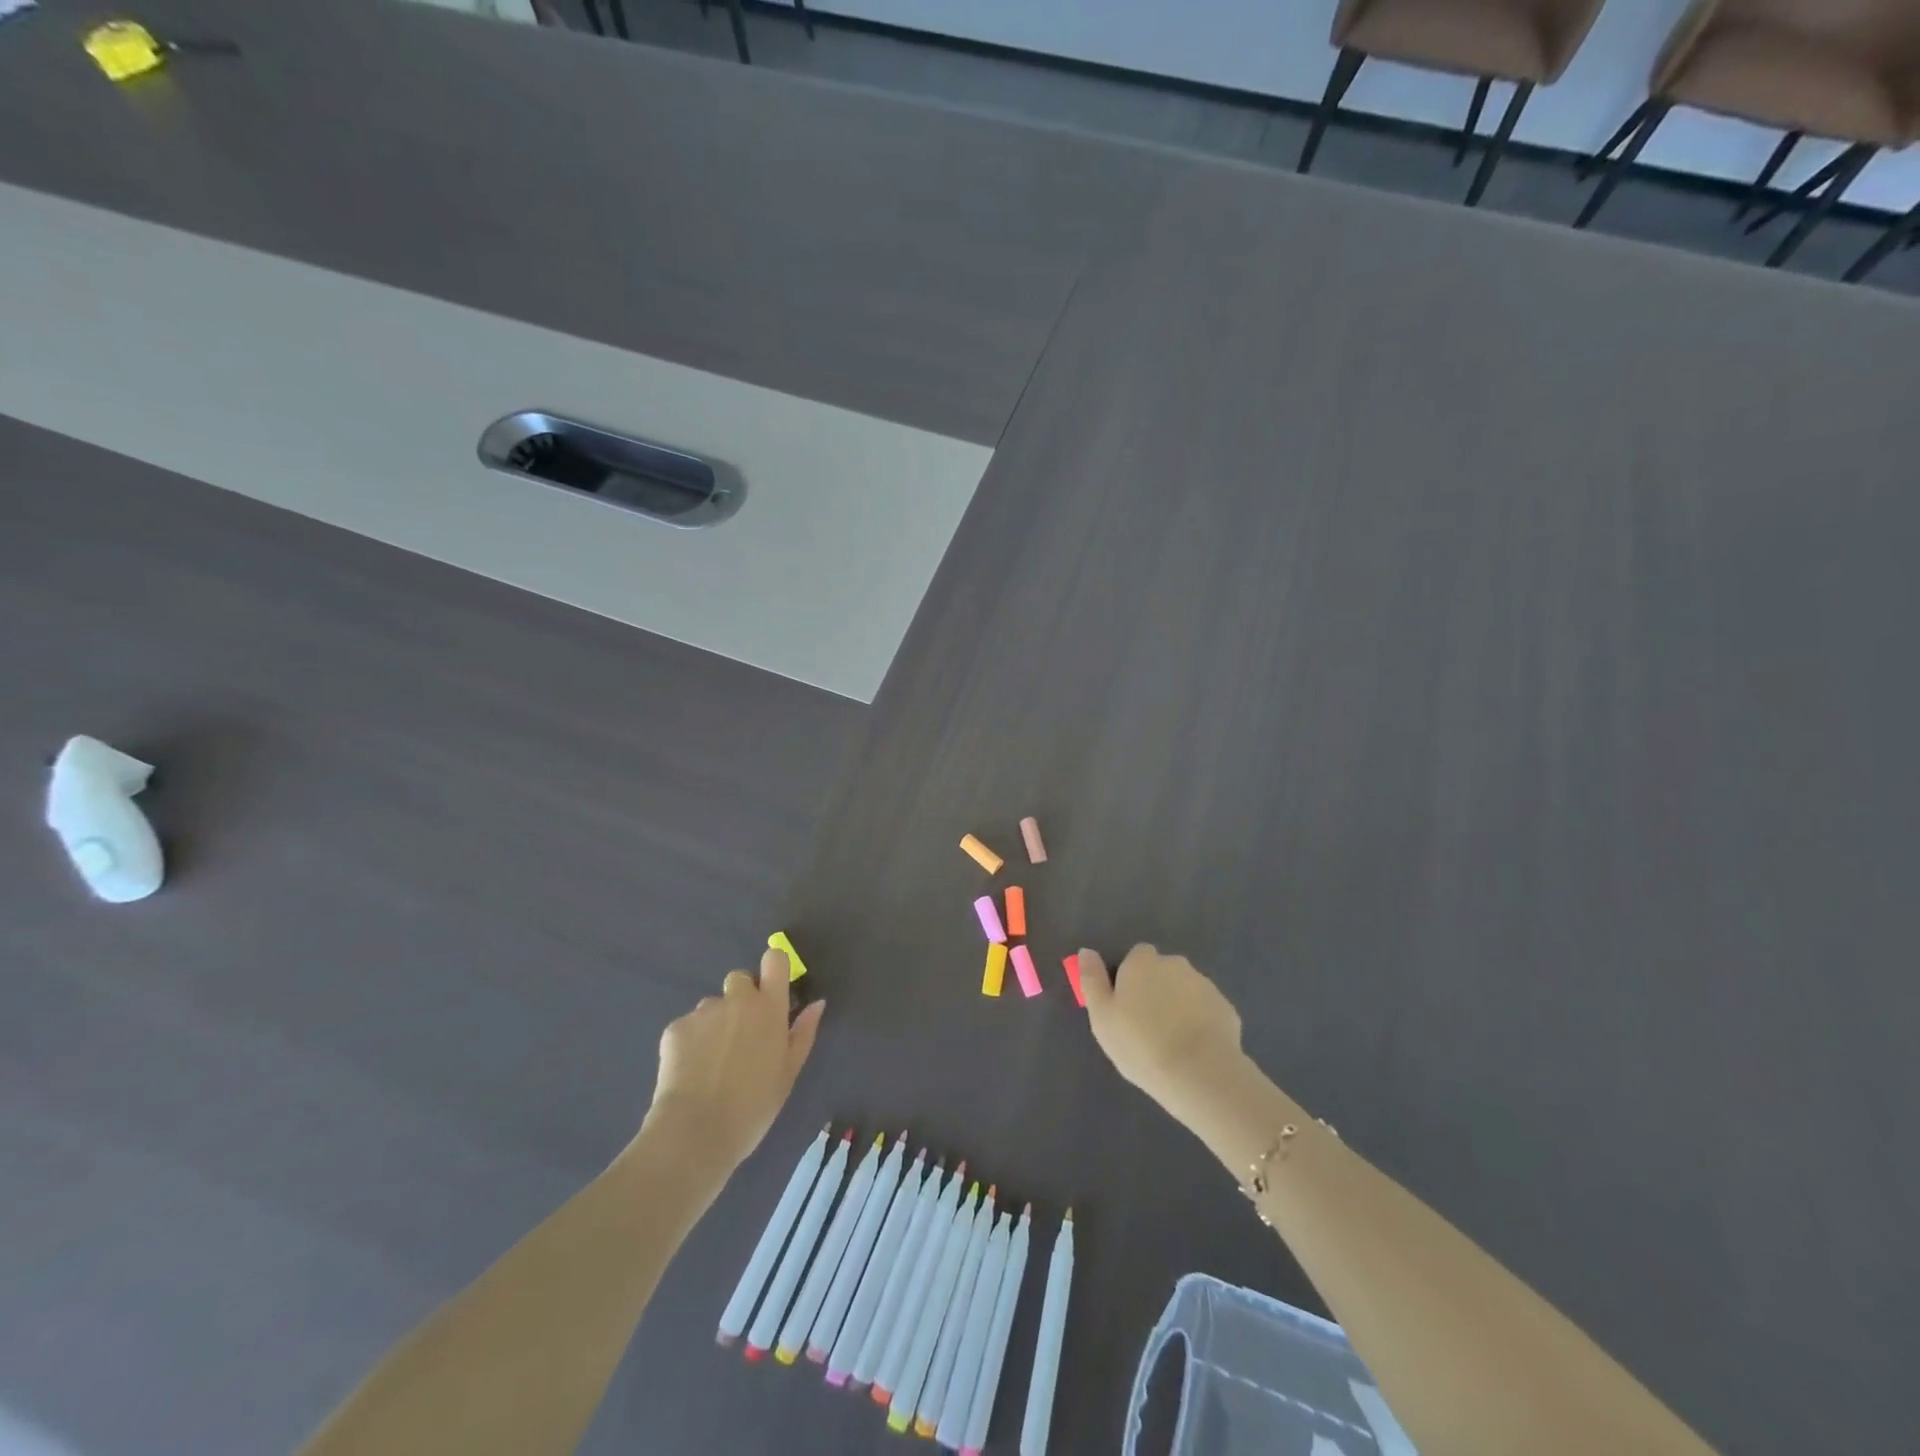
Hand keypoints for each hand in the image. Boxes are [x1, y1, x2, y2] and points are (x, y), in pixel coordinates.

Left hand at [647, 949, 824, 1170]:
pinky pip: (688, 1026)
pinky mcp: (675, 1028)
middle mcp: (737, 1001)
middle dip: (741, 998)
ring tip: (711, 1062)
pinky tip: (691, 1072)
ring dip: (715, 1022)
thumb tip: (816, 1003)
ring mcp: (704, 1012)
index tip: (772, 988)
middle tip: (740, 1035)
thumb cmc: (753, 1107)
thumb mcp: (788, 1073)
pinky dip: (691, 1042)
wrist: (696, 1132)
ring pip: (712, 1005)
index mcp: (769, 1008)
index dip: (774, 967)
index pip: (774, 960)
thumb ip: (803, 1033)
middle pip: (740, 978)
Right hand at [1078, 944, 1247, 1120]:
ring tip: (1171, 1041)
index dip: (1131, 977)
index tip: (1126, 1005)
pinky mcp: (1226, 1009)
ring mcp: (1204, 985)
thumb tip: (1086, 951)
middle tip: (1147, 1025)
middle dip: (1157, 989)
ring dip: (1179, 1005)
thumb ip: (1091, 980)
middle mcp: (1175, 964)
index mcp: (1142, 963)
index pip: (1136, 956)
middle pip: (1162, 971)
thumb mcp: (1102, 1017)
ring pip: (1185, 990)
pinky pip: (1206, 1010)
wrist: (1199, 1073)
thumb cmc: (1140, 1044)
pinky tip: (1194, 1049)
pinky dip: (1200, 1022)